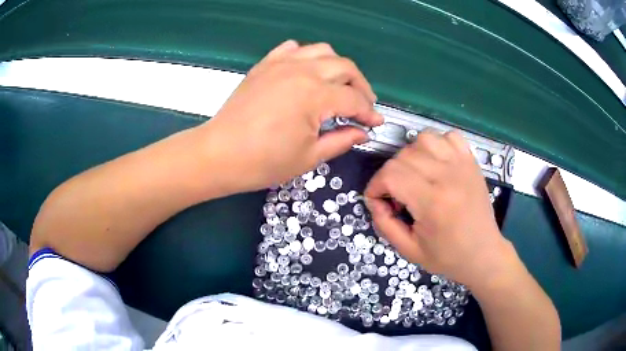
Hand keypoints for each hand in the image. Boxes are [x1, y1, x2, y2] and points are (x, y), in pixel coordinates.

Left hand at [199, 40, 382, 192]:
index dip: (368, 113)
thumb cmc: (263, 162)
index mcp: (315, 95)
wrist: (219, 154)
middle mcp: (302, 71)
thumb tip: (362, 133)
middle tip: (363, 105)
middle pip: (345, 67)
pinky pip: (292, 48)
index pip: (354, 99)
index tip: (375, 123)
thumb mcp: (309, 157)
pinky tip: (308, 70)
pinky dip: (306, 55)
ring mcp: (281, 64)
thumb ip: (341, 140)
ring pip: (322, 51)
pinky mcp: (265, 65)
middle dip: (361, 86)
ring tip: (339, 85)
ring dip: (338, 66)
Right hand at [364, 130, 511, 287]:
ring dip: (412, 155)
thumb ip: (384, 224)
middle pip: (404, 155)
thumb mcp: (409, 250)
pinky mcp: (471, 161)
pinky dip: (437, 145)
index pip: (392, 174)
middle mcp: (448, 177)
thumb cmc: (447, 256)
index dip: (375, 185)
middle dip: (390, 174)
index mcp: (433, 203)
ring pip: (424, 139)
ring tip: (415, 175)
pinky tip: (436, 163)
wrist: (483, 253)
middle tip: (397, 195)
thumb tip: (374, 201)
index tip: (377, 199)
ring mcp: (463, 165)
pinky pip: (449, 136)